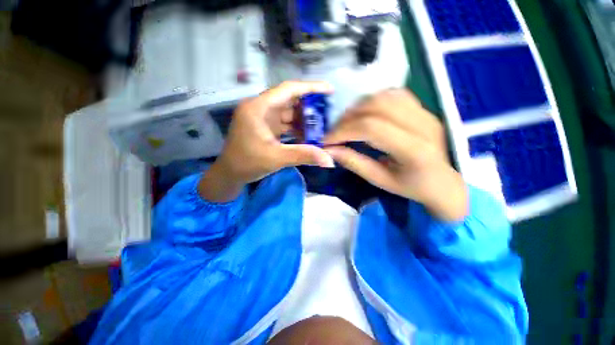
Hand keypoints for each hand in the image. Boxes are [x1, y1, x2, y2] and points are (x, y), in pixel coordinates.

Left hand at [199, 81, 334, 201]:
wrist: (230, 174)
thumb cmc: (247, 163)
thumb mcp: (276, 158)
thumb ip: (303, 155)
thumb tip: (329, 160)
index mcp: (259, 108)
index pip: (288, 89)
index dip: (310, 87)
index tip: (329, 90)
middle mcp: (261, 108)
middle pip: (289, 100)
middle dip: (309, 106)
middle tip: (328, 111)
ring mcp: (263, 118)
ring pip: (288, 112)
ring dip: (304, 119)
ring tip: (322, 124)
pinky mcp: (266, 127)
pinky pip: (285, 123)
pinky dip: (297, 128)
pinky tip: (309, 134)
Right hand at [324, 89, 467, 221]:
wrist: (445, 183)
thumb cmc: (412, 188)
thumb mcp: (380, 180)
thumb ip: (354, 163)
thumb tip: (330, 150)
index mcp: (414, 150)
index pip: (371, 128)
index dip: (344, 131)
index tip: (327, 141)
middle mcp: (422, 125)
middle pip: (376, 106)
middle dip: (348, 118)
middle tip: (335, 132)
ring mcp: (425, 113)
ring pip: (384, 96)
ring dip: (359, 107)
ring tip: (347, 123)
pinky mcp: (423, 109)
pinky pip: (394, 95)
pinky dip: (373, 101)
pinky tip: (365, 114)